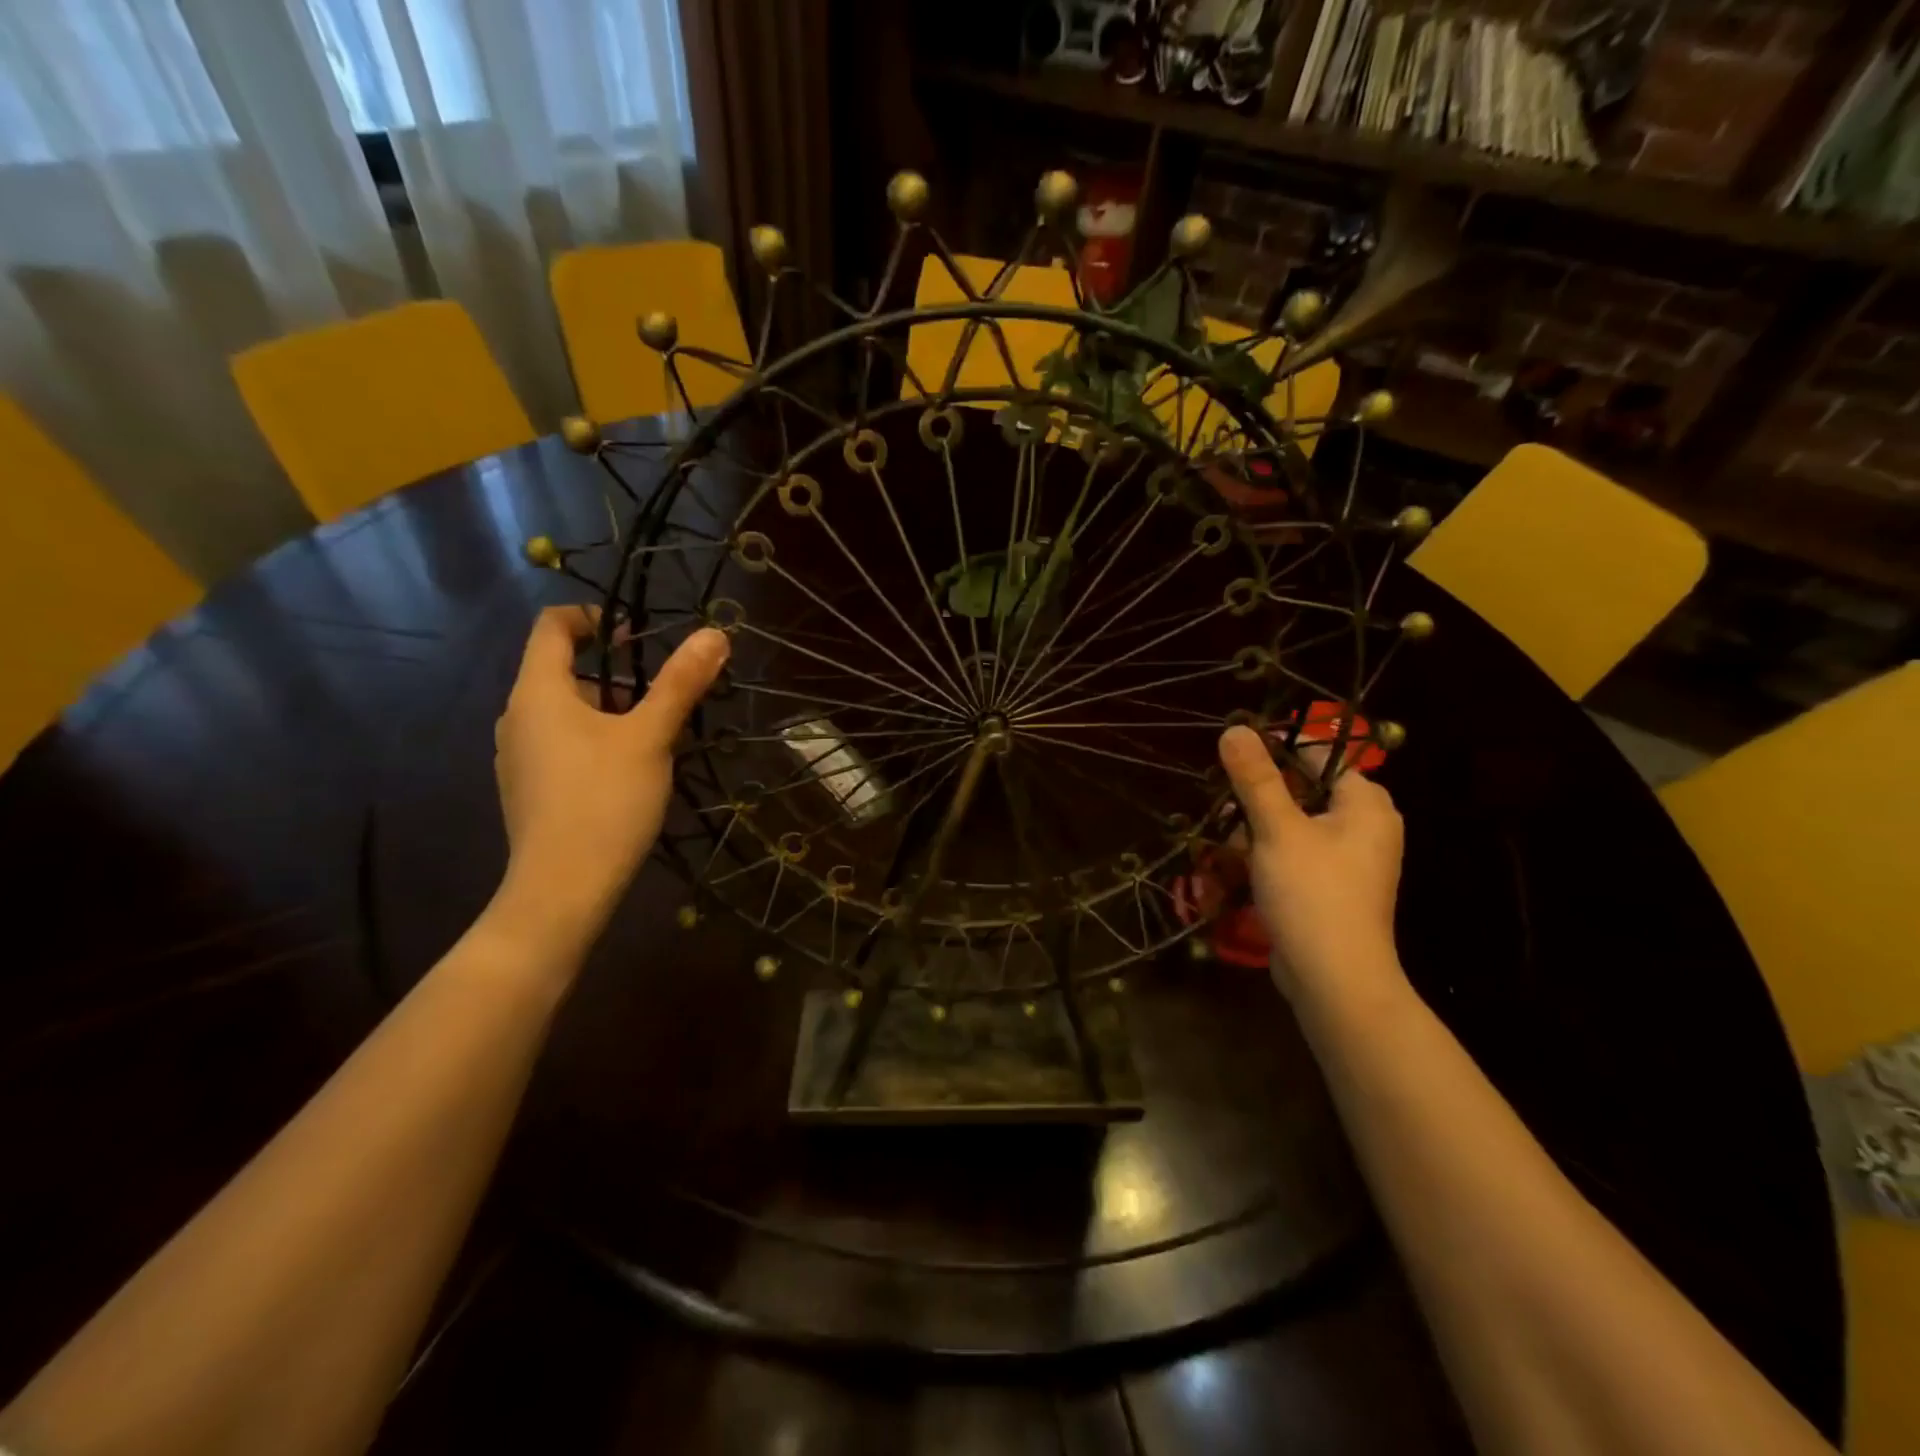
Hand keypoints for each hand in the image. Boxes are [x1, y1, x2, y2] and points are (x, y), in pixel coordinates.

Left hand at [494, 607, 728, 943]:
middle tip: (662, 698)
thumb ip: (681, 682)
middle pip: (562, 670)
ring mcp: (517, 756)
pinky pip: (561, 745)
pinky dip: (594, 741)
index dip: (594, 618)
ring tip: (654, 739)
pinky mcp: (528, 788)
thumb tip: (715, 633)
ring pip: (565, 712)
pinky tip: (628, 775)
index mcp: (538, 692)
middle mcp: (517, 716)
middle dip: (616, 675)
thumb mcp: (651, 736)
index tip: (638, 638)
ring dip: (609, 711)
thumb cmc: (605, 800)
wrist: (562, 889)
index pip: (552, 626)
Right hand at [1216, 725, 1405, 1007]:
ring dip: (1256, 828)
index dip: (1277, 749)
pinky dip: (1268, 854)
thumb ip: (1255, 777)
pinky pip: (1297, 854)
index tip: (1233, 755)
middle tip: (1224, 803)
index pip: (1321, 756)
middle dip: (1259, 797)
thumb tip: (1235, 728)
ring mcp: (1350, 860)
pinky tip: (1238, 865)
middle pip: (1304, 790)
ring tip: (1224, 839)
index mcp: (1365, 805)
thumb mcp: (1277, 828)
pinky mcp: (1332, 887)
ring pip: (1295, 824)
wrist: (1334, 978)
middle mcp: (1365, 827)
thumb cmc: (1312, 892)